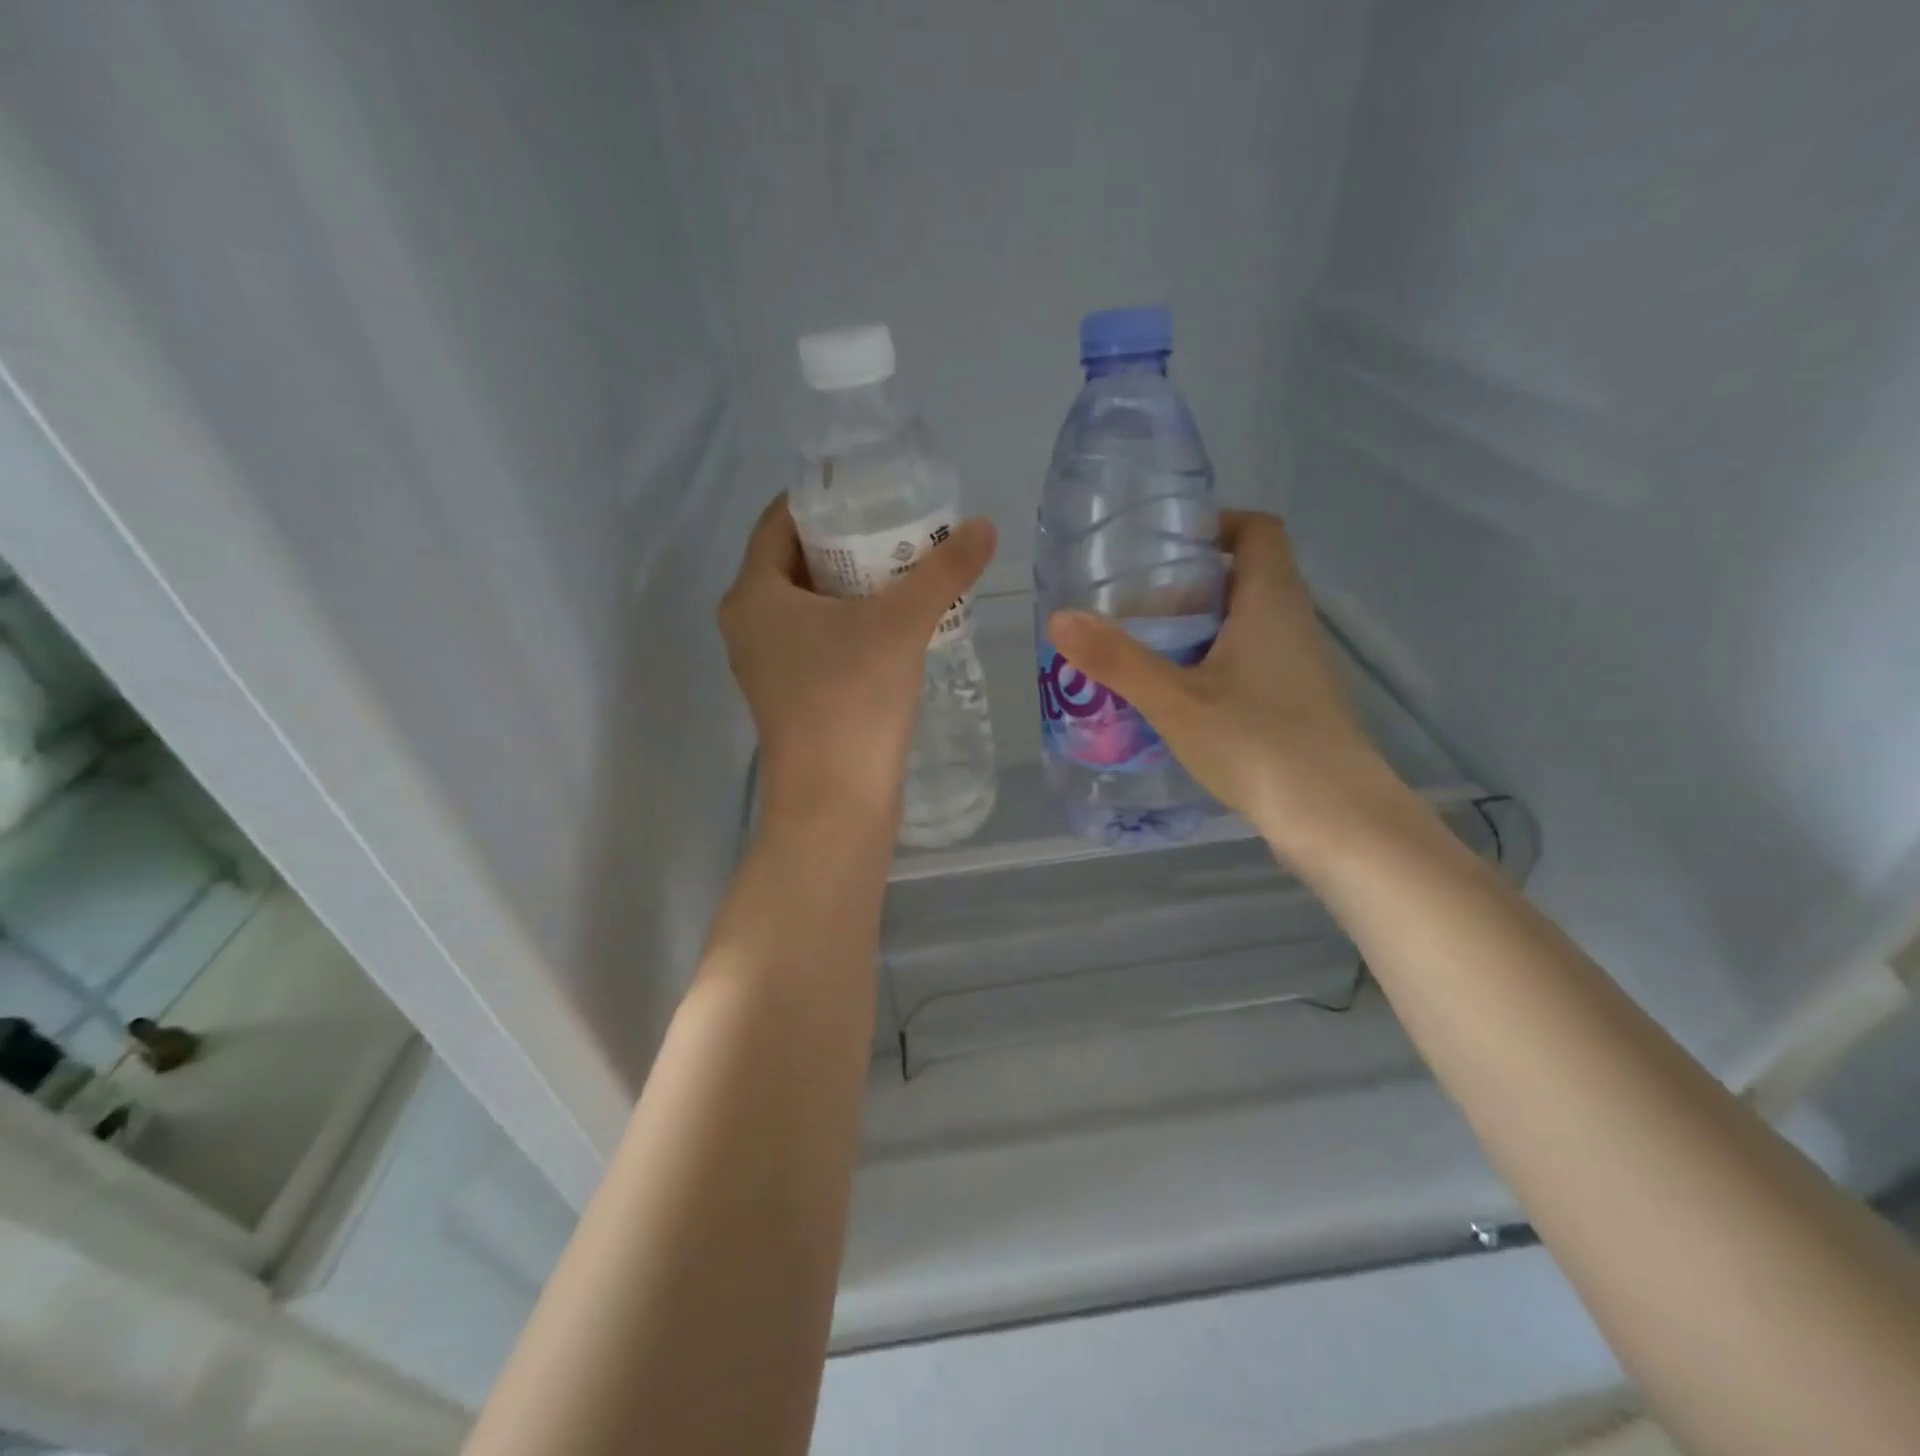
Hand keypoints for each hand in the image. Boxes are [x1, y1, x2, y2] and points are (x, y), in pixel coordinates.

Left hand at [719, 495, 996, 825]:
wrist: (836, 801)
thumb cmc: (853, 699)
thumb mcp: (901, 624)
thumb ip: (944, 571)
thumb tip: (984, 525)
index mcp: (753, 594)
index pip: (780, 521)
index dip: (825, 499)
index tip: (873, 490)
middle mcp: (749, 625)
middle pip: (796, 561)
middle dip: (847, 543)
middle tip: (901, 529)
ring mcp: (767, 665)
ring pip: (809, 605)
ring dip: (852, 586)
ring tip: (906, 571)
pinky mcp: (791, 696)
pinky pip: (818, 640)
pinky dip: (850, 624)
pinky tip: (895, 625)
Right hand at [1047, 510, 1407, 860]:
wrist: (1335, 818)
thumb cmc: (1257, 744)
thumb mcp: (1175, 701)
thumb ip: (1117, 660)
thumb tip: (1060, 618)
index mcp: (1272, 602)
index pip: (1258, 530)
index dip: (1216, 525)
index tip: (1166, 547)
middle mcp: (1293, 623)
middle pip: (1245, 577)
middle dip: (1190, 583)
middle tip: (1133, 604)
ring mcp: (1299, 666)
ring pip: (1246, 623)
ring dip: (1199, 628)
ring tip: (1144, 649)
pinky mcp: (1296, 703)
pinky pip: (1250, 661)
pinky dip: (1213, 663)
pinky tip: (1177, 697)